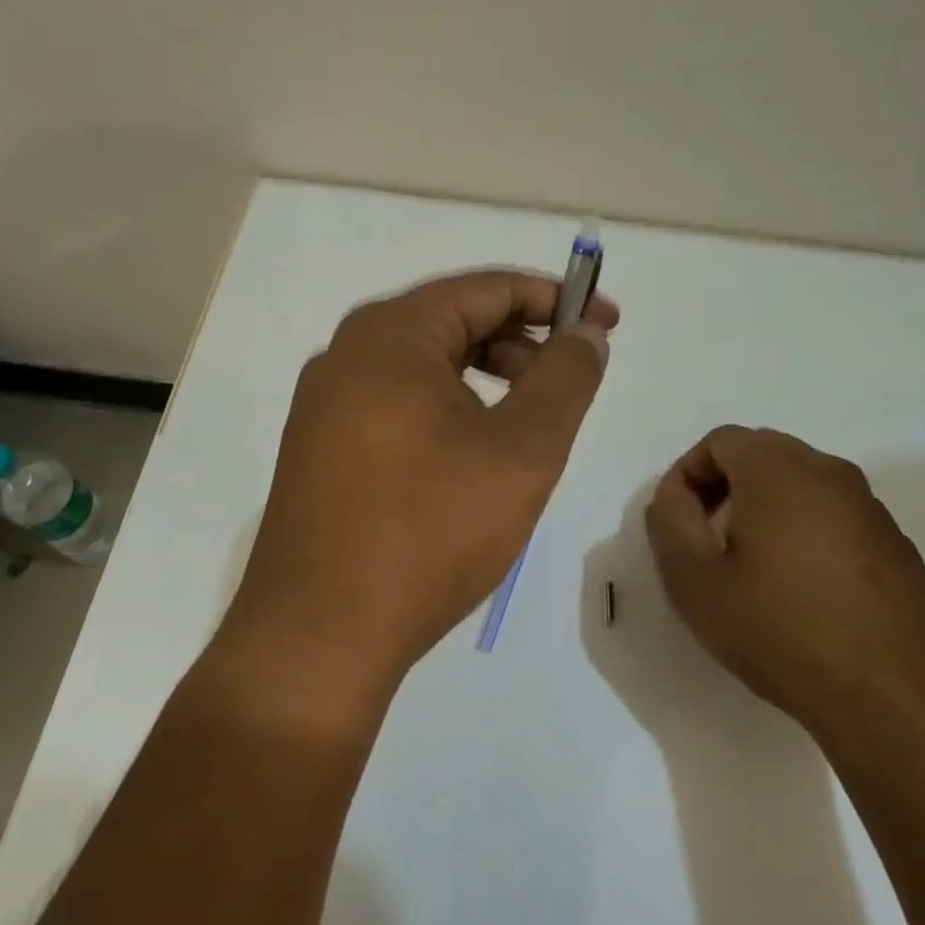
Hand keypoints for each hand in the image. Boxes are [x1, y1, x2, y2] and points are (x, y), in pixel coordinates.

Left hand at [215, 270, 617, 706]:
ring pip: (426, 366)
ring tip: (530, 424)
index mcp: (391, 336)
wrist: (319, 636)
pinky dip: (449, 408)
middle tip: (573, 380)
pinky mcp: (320, 446)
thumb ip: (566, 378)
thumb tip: (586, 332)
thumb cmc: (430, 533)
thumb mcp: (522, 451)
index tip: (605, 324)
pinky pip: (398, 402)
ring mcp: (326, 402)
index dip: (555, 300)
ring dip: (488, 377)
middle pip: (454, 321)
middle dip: (523, 342)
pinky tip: (474, 454)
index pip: (488, 288)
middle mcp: (348, 353)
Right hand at [644, 426, 924, 739]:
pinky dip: (807, 530)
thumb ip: (670, 522)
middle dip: (725, 485)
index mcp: (778, 470)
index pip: (720, 441)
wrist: (889, 696)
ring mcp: (870, 506)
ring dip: (767, 507)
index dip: (688, 473)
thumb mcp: (695, 581)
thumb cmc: (780, 631)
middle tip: (709, 538)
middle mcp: (829, 471)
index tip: (679, 522)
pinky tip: (804, 588)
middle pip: (762, 453)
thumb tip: (674, 494)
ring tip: (754, 565)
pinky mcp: (895, 542)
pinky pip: (836, 514)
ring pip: (802, 482)